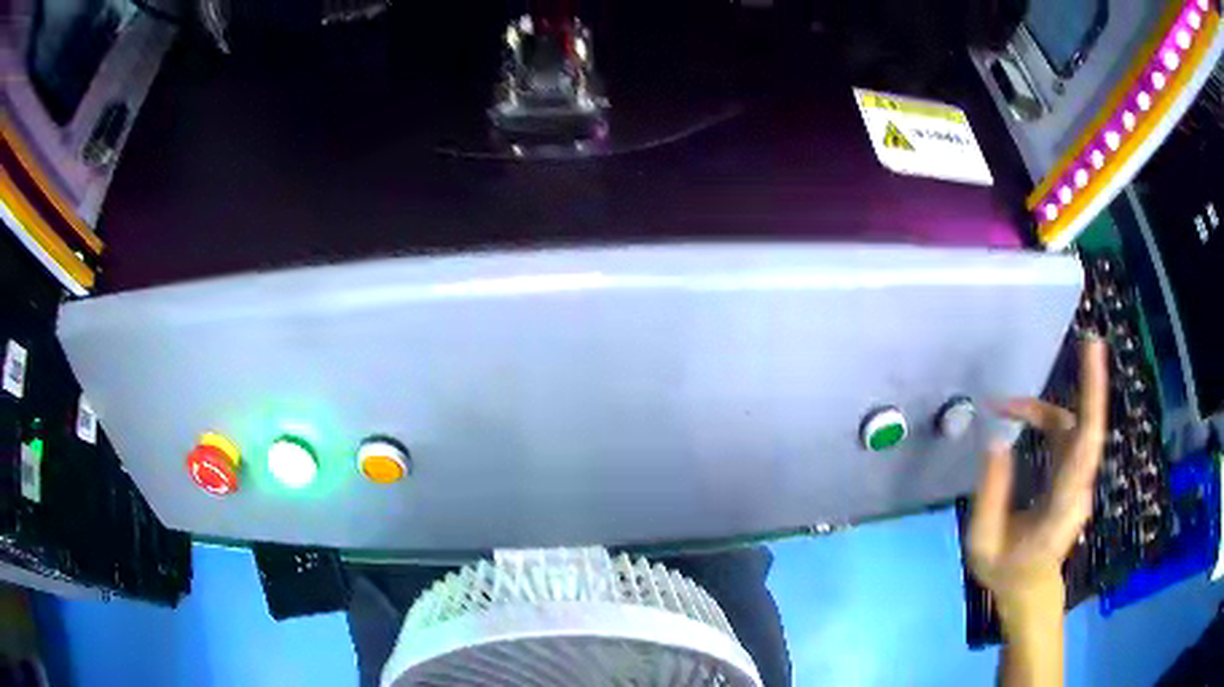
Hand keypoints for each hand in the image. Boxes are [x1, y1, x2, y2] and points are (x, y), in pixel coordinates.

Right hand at [967, 339, 1108, 625]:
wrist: (1029, 589)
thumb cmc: (1005, 571)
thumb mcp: (983, 543)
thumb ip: (990, 496)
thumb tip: (996, 439)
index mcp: (1060, 508)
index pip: (1085, 450)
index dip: (1092, 402)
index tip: (1095, 360)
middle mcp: (1078, 488)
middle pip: (1089, 429)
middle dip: (1092, 384)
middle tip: (1090, 342)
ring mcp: (1078, 480)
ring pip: (1074, 426)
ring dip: (1042, 407)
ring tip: (1005, 404)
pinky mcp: (1073, 474)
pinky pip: (1065, 433)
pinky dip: (1042, 416)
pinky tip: (1019, 414)